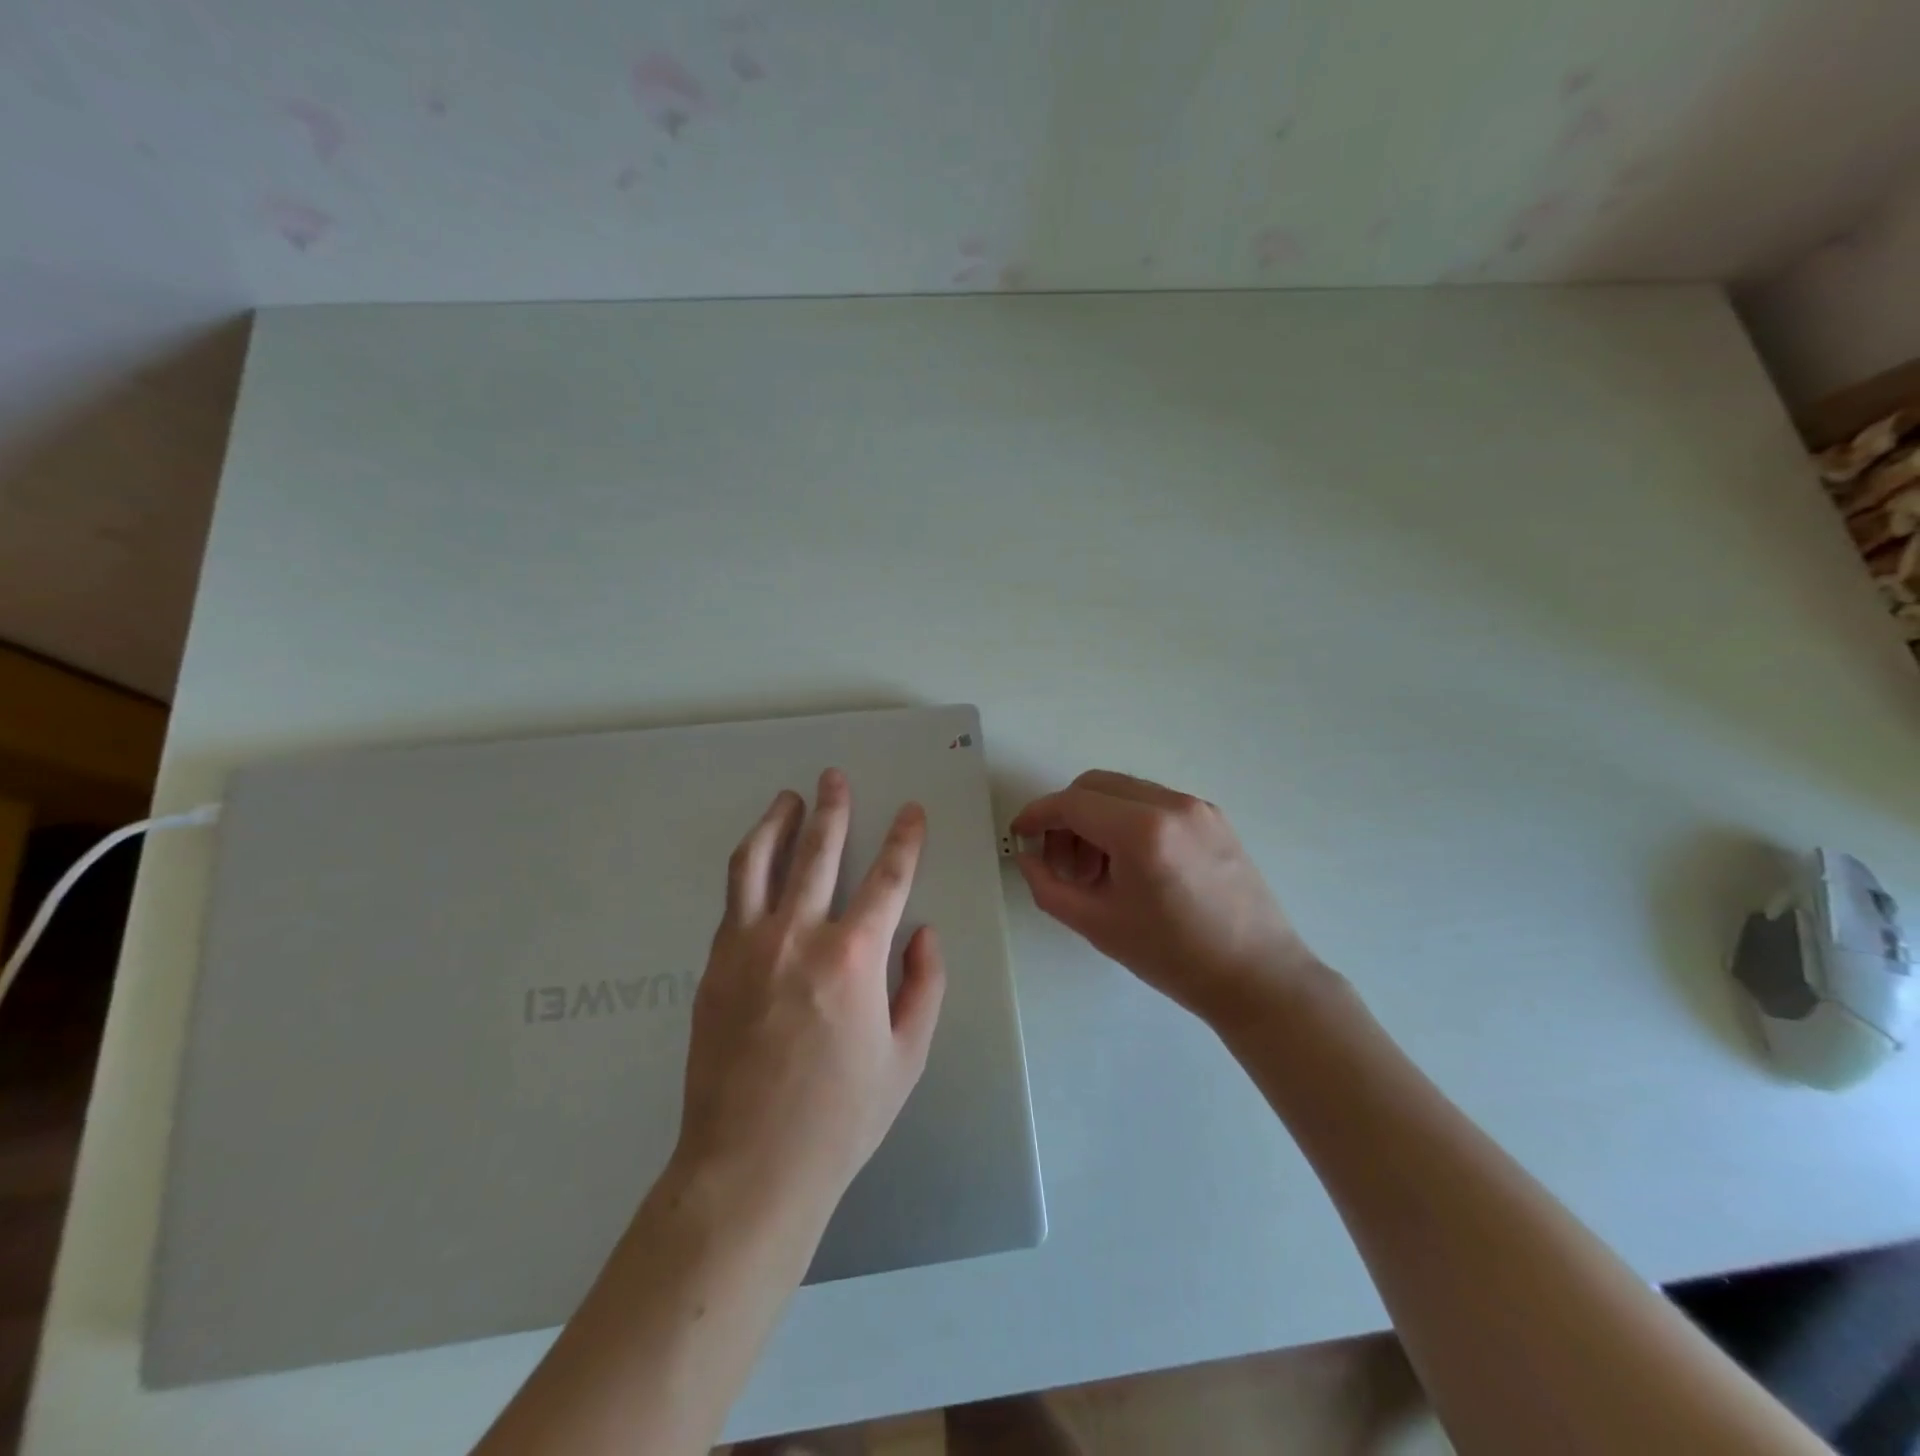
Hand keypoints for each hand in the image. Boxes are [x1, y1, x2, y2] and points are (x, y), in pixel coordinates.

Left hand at [675, 769, 946, 1214]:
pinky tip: (758, 859)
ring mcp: (748, 947)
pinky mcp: (715, 964)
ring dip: (777, 823)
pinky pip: (734, 899)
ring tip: (787, 798)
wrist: (748, 1167)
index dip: (904, 839)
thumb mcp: (907, 1056)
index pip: (887, 878)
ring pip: (760, 863)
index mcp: (853, 957)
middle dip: (832, 808)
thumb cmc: (841, 1117)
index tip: (910, 811)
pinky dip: (750, 867)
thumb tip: (922, 932)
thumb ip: (923, 985)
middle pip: (818, 852)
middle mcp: (798, 936)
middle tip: (834, 777)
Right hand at [1012, 770, 1320, 1023]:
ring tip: (1096, 870)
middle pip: (1096, 786)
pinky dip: (1128, 821)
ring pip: (1125, 791)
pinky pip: (1154, 803)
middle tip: (1060, 860)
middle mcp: (1171, 804)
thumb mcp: (1097, 924)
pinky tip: (1130, 865)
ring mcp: (1197, 807)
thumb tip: (1028, 858)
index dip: (1038, 816)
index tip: (1021, 835)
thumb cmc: (1173, 956)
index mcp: (1142, 830)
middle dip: (1066, 815)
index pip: (1072, 803)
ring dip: (1097, 818)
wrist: (1257, 977)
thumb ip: (1048, 886)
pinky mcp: (1214, 817)